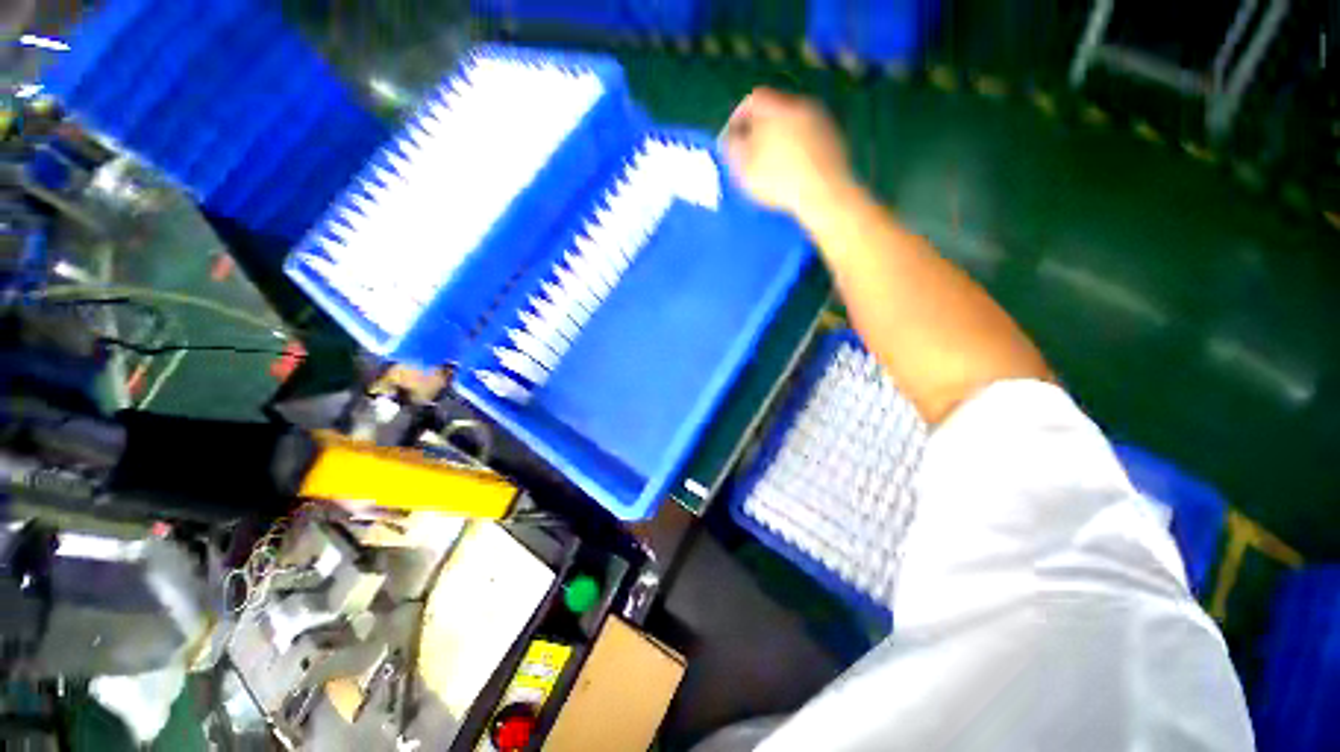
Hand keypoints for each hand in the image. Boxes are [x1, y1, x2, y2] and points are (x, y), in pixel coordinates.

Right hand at [721, 88, 855, 223]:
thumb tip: (731, 138)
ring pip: (793, 122)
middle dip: (760, 127)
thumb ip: (733, 148)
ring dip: (780, 137)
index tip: (733, 136)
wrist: (825, 193)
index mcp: (777, 107)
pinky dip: (797, 147)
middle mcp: (802, 105)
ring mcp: (822, 120)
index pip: (753, 99)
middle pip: (775, 108)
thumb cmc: (779, 180)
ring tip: (772, 163)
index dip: (739, 116)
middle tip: (751, 150)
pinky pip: (809, 136)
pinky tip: (793, 169)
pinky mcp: (835, 137)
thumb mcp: (745, 168)